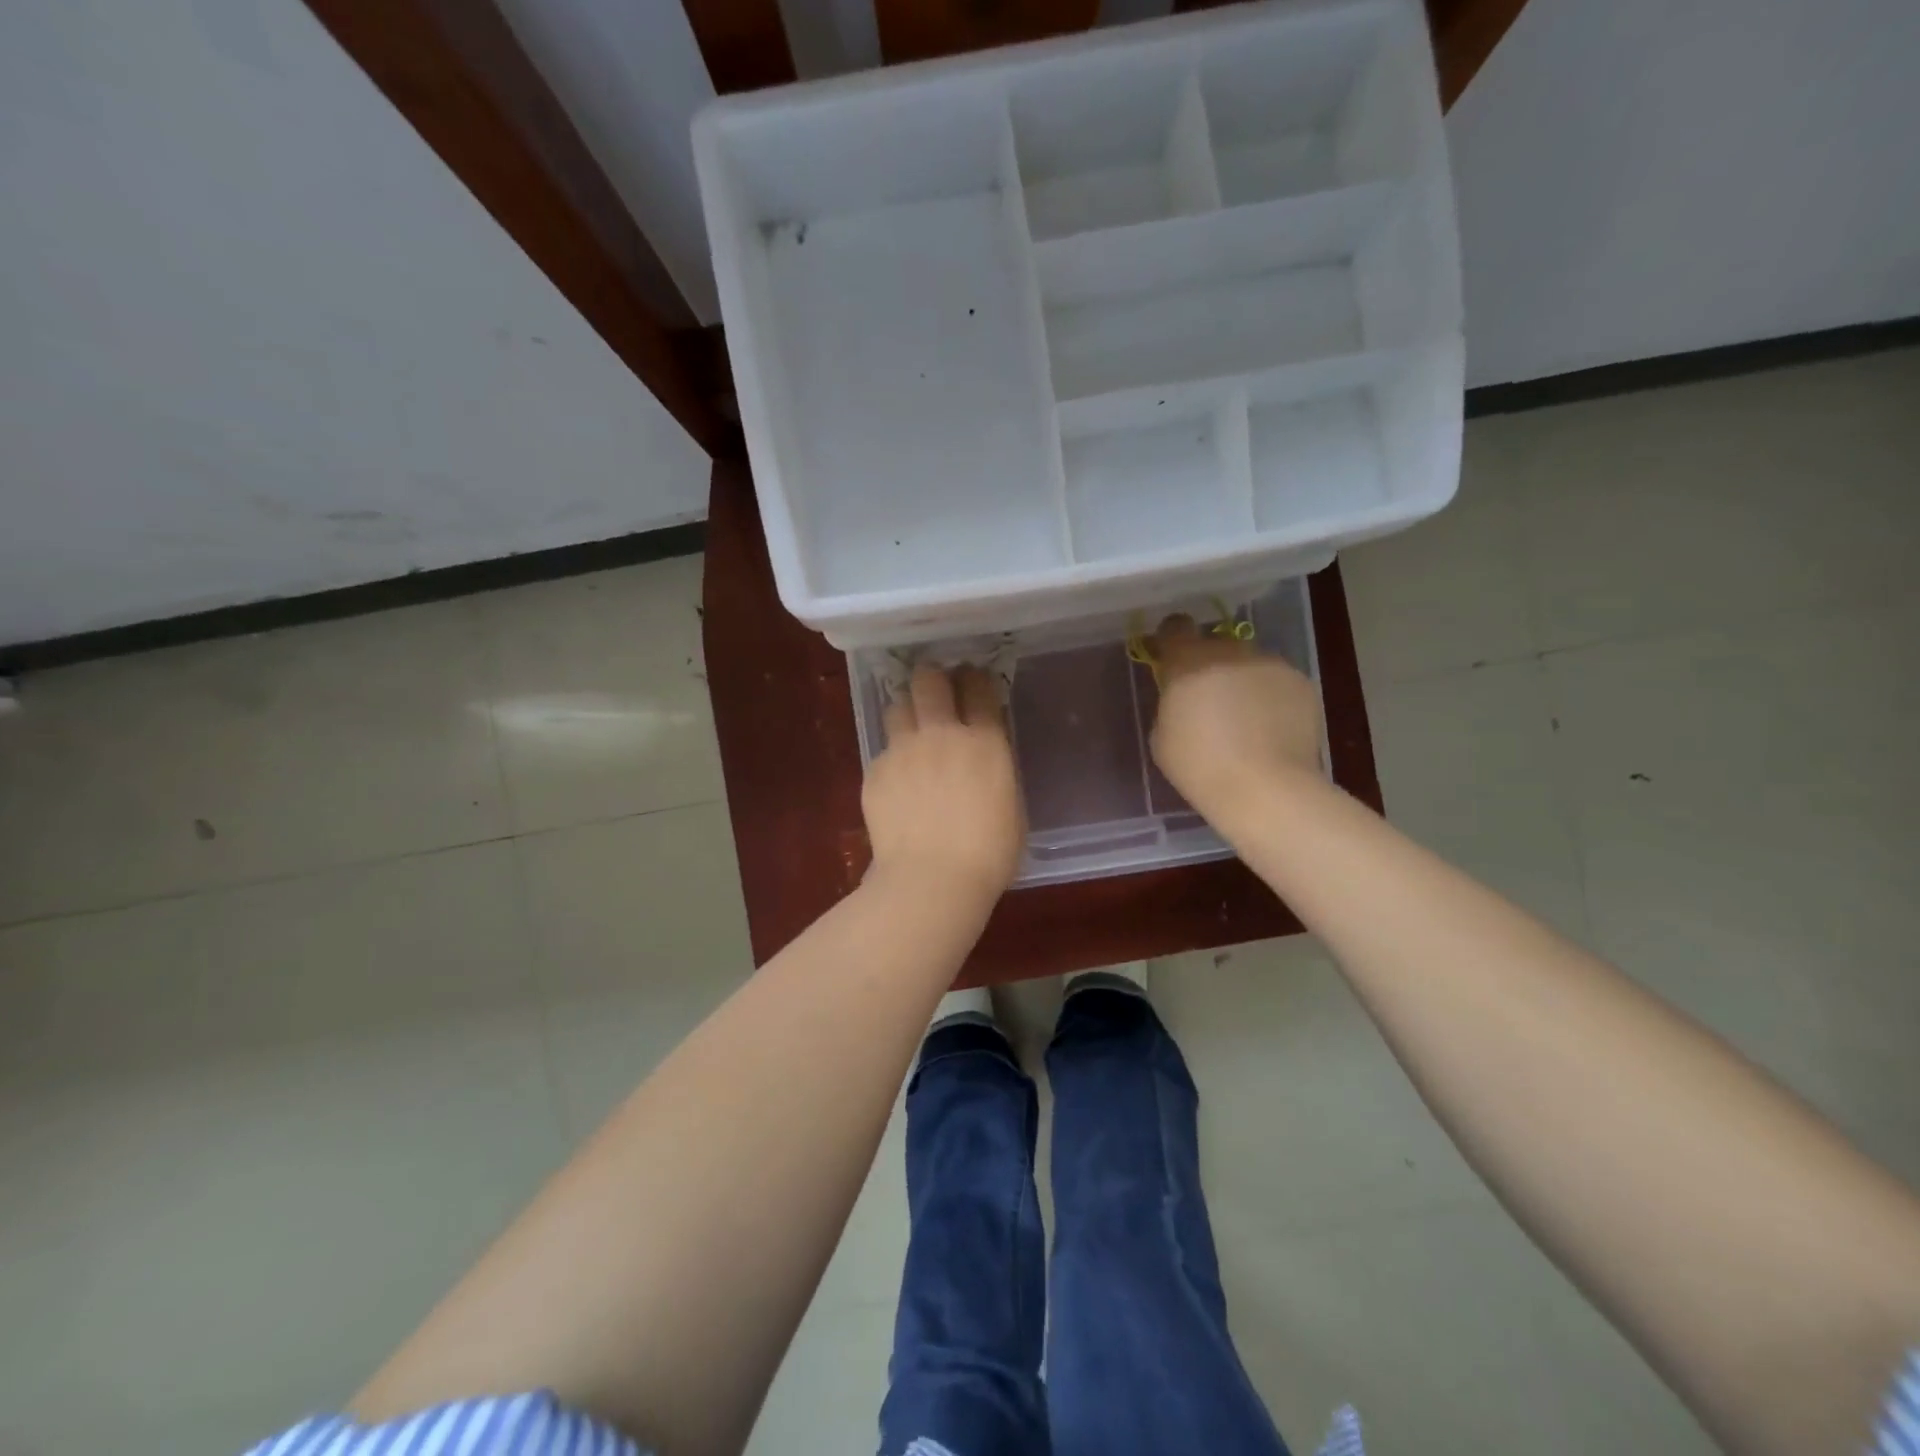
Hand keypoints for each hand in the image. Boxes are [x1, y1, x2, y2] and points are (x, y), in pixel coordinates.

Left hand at [863, 665, 1023, 902]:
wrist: (932, 880)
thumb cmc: (989, 854)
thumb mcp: (1011, 806)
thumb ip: (996, 771)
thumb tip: (983, 761)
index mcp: (984, 741)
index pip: (979, 687)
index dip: (975, 679)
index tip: (972, 682)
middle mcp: (941, 734)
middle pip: (929, 680)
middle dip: (932, 679)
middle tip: (935, 693)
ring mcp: (903, 750)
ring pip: (897, 707)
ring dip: (906, 713)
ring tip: (911, 734)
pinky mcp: (874, 772)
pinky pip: (883, 752)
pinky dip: (892, 761)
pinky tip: (897, 787)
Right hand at [1148, 614, 1321, 821]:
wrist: (1265, 789)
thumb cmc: (1200, 767)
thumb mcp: (1162, 736)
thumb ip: (1171, 704)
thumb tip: (1184, 698)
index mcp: (1188, 662)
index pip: (1175, 627)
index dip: (1172, 641)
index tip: (1172, 660)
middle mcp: (1230, 652)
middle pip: (1215, 646)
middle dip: (1210, 667)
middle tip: (1211, 702)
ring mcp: (1270, 664)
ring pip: (1249, 664)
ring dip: (1243, 681)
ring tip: (1247, 720)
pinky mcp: (1301, 682)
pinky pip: (1277, 681)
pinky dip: (1271, 697)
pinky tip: (1271, 729)